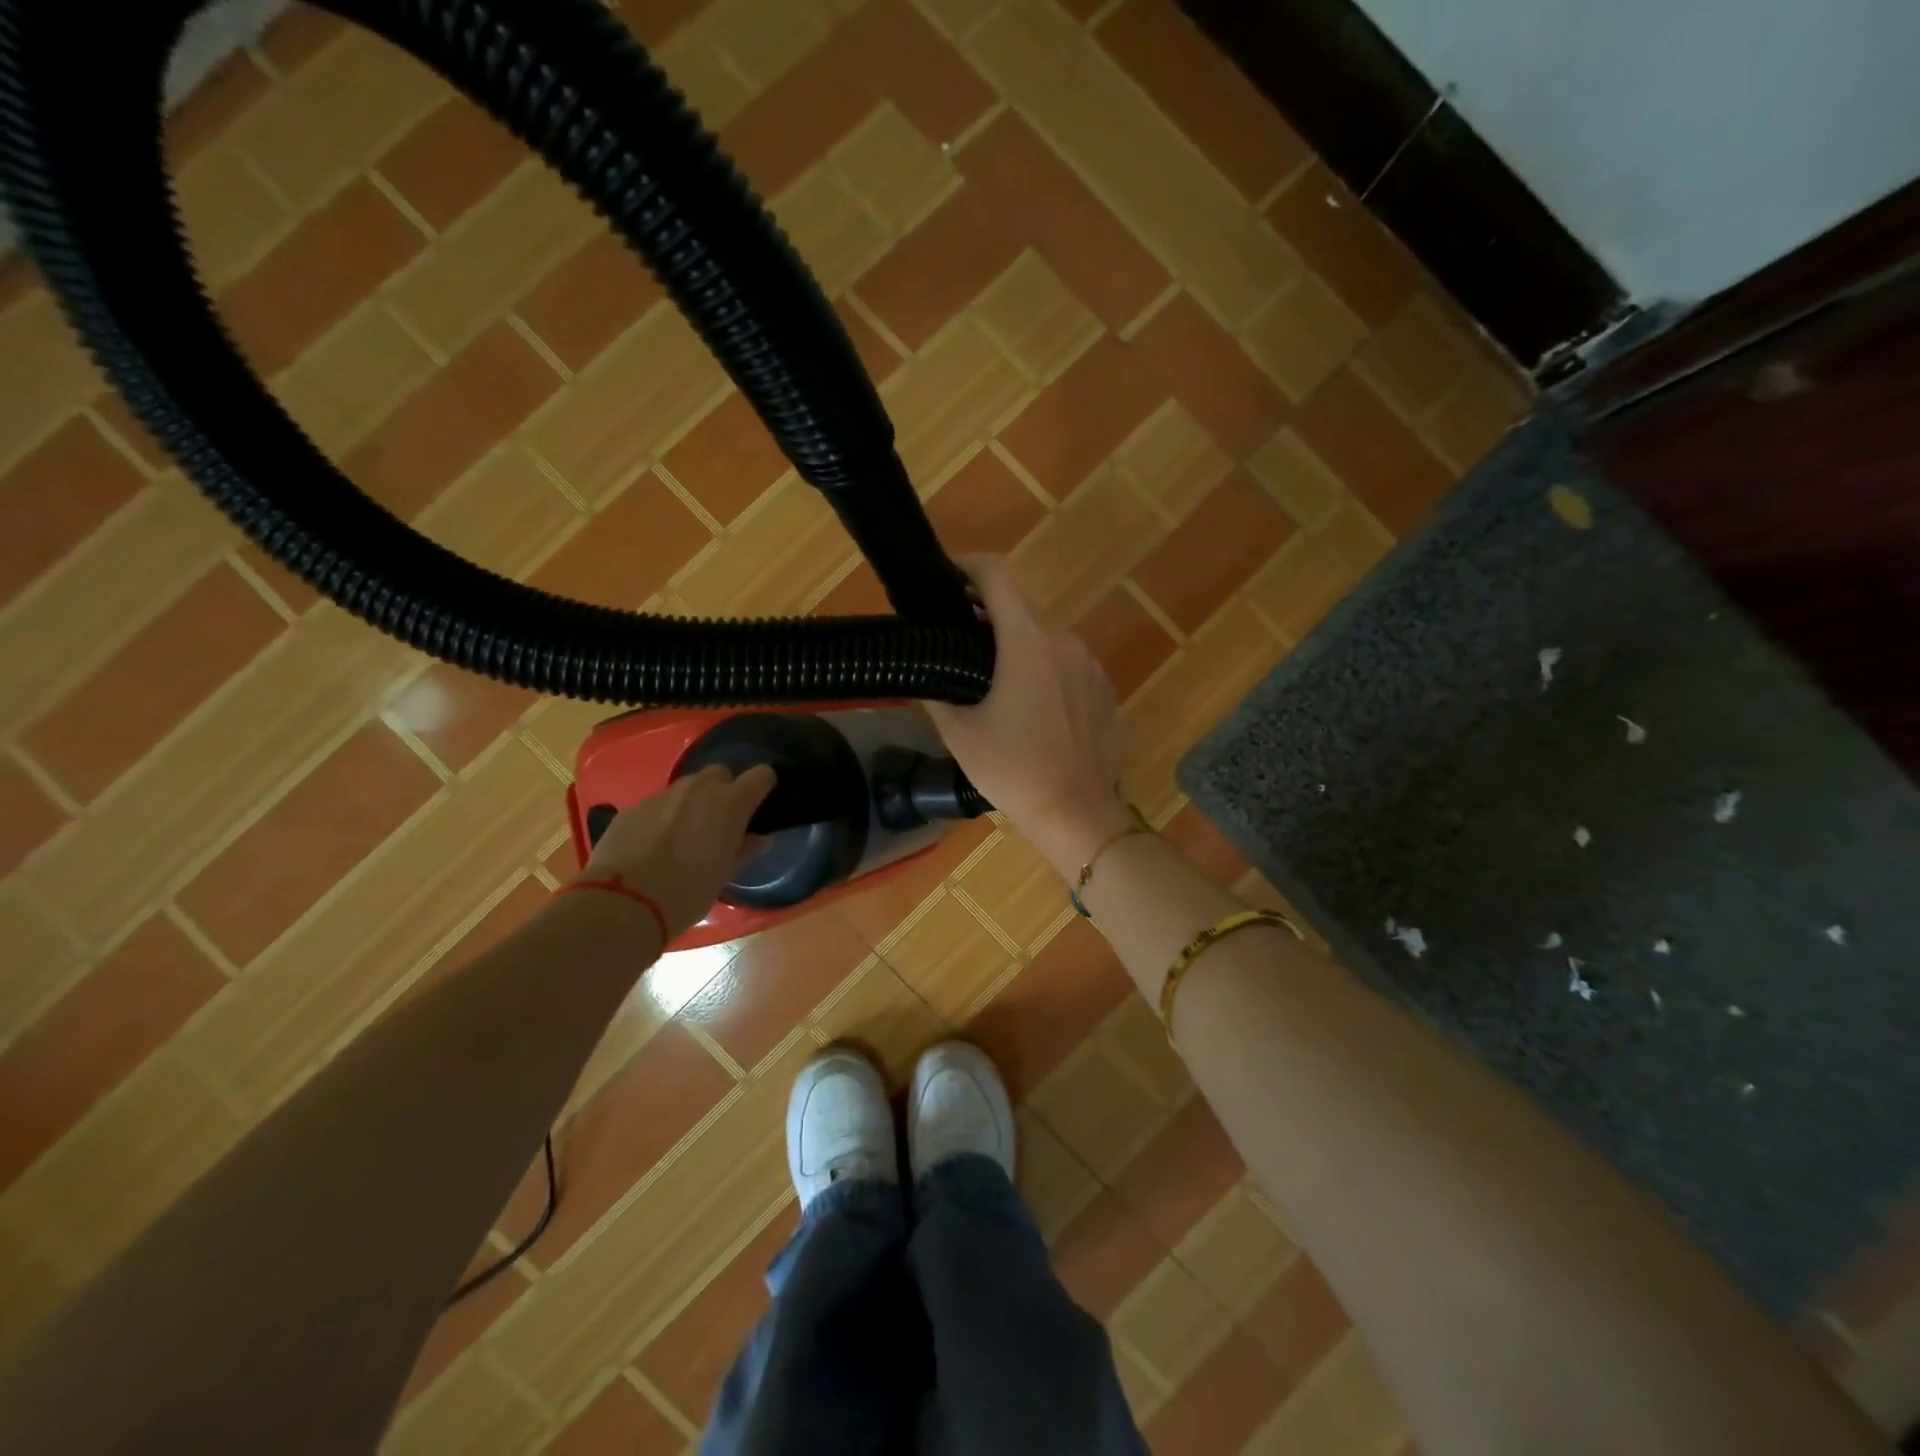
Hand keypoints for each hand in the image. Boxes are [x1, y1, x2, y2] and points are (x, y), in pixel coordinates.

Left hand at [579, 764, 775, 937]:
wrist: (624, 902)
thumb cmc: (688, 892)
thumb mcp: (725, 875)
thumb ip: (745, 850)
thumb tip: (761, 839)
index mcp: (730, 803)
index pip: (761, 776)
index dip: (764, 786)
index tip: (761, 802)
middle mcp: (698, 789)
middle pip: (719, 773)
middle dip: (724, 790)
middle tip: (720, 821)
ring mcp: (662, 796)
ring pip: (686, 787)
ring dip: (692, 803)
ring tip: (684, 834)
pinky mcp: (632, 808)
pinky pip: (657, 805)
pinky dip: (662, 817)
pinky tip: (653, 845)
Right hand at [925, 556, 1132, 875]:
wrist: (1078, 813)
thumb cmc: (1014, 770)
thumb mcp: (959, 733)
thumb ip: (936, 690)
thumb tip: (924, 668)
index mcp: (1028, 641)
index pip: (997, 574)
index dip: (967, 566)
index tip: (945, 580)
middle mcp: (1065, 640)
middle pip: (1021, 605)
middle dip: (986, 611)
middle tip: (957, 639)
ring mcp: (1090, 664)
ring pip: (1045, 634)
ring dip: (1015, 641)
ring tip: (990, 676)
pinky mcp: (1103, 688)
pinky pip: (1066, 661)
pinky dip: (1042, 665)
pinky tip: (1028, 704)